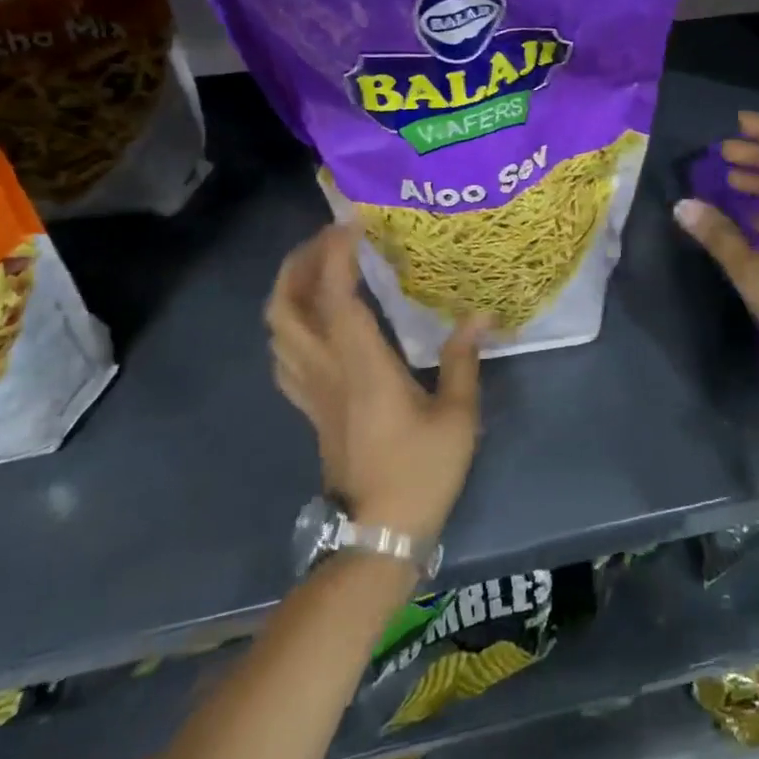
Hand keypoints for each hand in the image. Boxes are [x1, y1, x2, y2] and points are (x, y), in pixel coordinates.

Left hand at [267, 224, 485, 542]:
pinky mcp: (309, 407)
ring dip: (290, 288)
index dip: (336, 256)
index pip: (335, 298)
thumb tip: (481, 314)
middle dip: (300, 263)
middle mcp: (326, 371)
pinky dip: (289, 323)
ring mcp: (311, 390)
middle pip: (287, 307)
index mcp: (362, 367)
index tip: (351, 223)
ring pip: (277, 329)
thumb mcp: (456, 416)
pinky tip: (314, 317)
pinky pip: (284, 354)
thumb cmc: (421, 473)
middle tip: (331, 237)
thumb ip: (464, 359)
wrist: (376, 535)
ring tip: (321, 266)